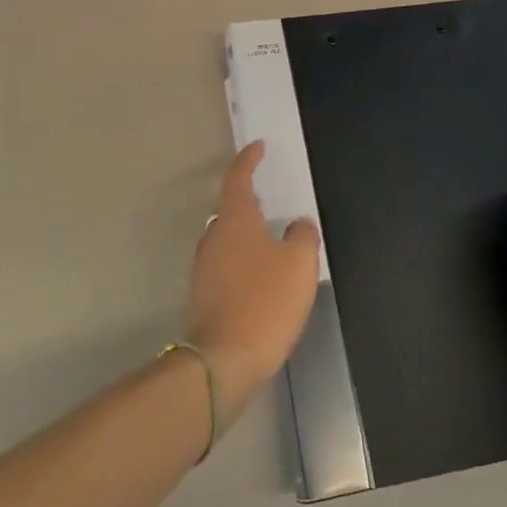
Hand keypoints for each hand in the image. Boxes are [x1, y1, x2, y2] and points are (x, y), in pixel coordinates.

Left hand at [184, 141, 320, 424]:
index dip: (248, 160)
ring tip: (269, 239)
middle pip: (229, 209)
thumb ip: (303, 236)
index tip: (258, 147)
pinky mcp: (202, 294)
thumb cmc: (266, 302)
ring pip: (226, 238)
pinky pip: (224, 265)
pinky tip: (259, 276)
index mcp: (235, 220)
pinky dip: (241, 261)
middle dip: (247, 200)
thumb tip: (298, 225)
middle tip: (268, 198)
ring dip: (245, 234)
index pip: (238, 178)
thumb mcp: (299, 264)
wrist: (224, 358)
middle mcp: (213, 237)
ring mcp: (203, 267)